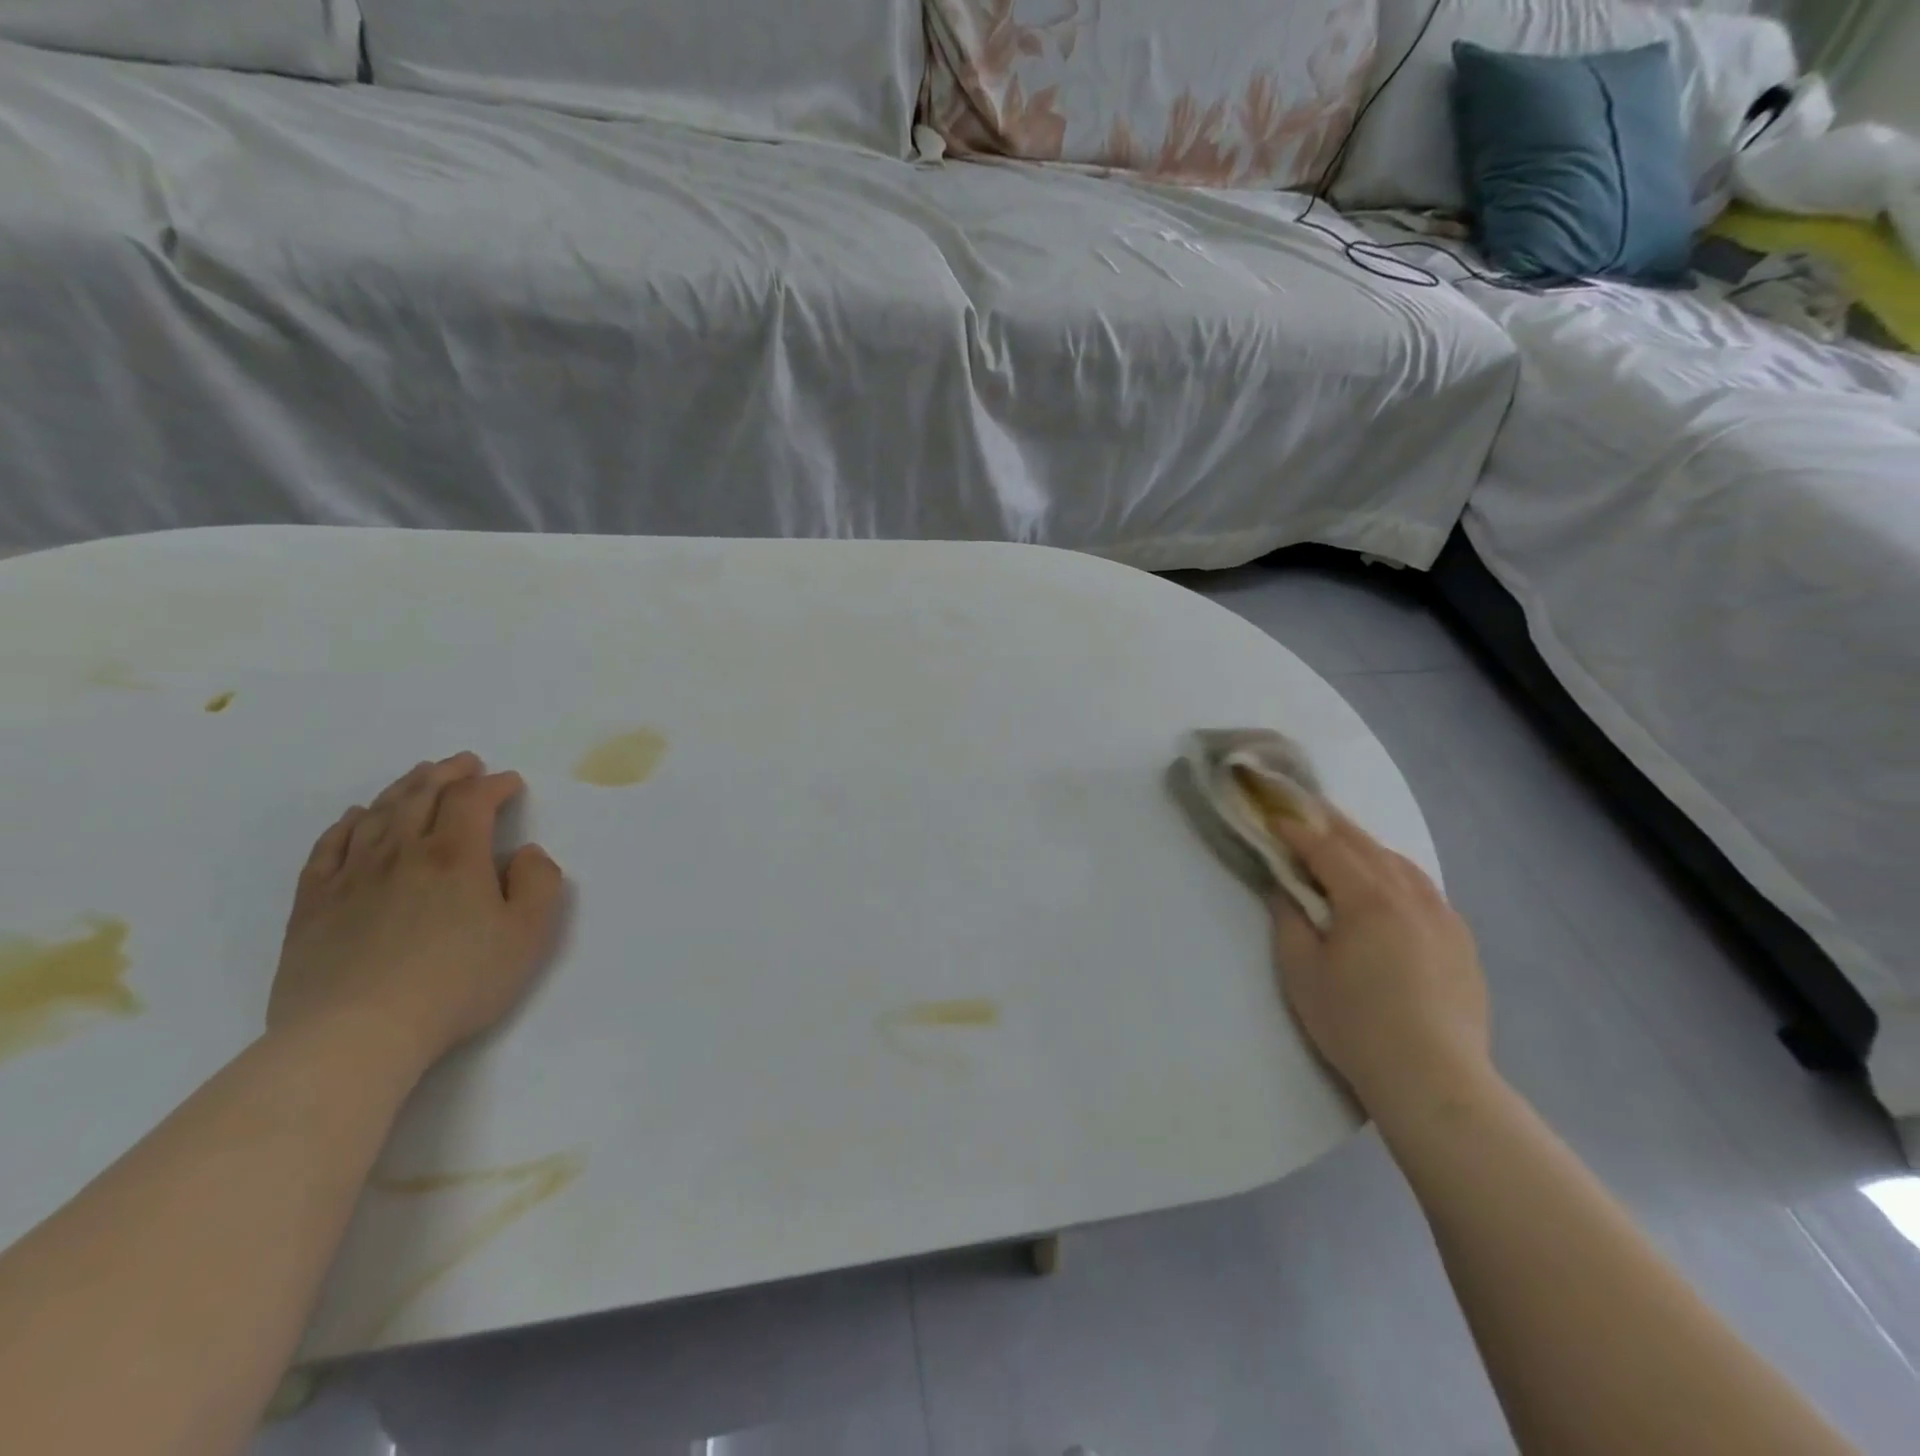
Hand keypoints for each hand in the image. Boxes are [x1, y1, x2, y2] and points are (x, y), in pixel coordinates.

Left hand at [269, 752, 566, 1075]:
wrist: (355, 1034)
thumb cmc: (456, 983)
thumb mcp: (527, 935)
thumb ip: (539, 884)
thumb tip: (526, 853)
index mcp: (456, 856)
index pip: (473, 800)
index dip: (494, 785)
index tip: (510, 783)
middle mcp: (402, 852)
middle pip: (423, 795)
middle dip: (449, 773)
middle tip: (465, 763)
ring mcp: (352, 876)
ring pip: (378, 814)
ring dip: (404, 788)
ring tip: (419, 776)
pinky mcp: (314, 904)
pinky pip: (329, 848)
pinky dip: (347, 824)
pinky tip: (356, 817)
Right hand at [1268, 810, 1489, 1120]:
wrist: (1434, 1078)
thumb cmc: (1355, 1023)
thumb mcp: (1302, 972)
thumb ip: (1290, 921)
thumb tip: (1286, 891)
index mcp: (1368, 898)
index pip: (1326, 849)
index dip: (1297, 831)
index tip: (1273, 819)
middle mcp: (1410, 896)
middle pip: (1367, 846)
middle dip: (1333, 825)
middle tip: (1306, 808)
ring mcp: (1443, 917)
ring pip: (1402, 864)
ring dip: (1368, 846)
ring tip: (1346, 841)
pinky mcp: (1462, 942)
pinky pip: (1425, 889)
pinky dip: (1398, 873)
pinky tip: (1392, 885)